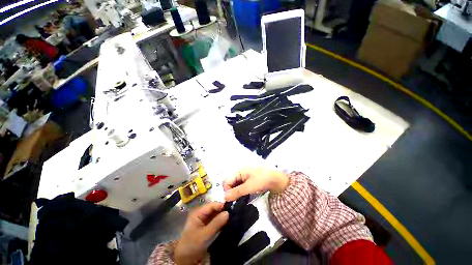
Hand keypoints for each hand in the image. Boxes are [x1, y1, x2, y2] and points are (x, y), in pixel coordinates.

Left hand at [174, 202, 228, 264]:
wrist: (185, 259)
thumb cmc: (192, 244)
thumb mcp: (204, 234)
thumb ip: (216, 223)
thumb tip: (228, 212)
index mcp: (198, 212)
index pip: (211, 205)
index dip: (221, 205)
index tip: (231, 207)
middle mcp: (201, 214)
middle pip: (214, 209)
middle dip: (223, 211)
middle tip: (233, 212)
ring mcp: (204, 220)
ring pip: (216, 215)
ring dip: (223, 216)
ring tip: (233, 217)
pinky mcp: (207, 226)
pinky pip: (216, 221)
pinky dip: (221, 222)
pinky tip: (228, 223)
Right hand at [223, 167, 288, 200]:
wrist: (276, 179)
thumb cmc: (261, 180)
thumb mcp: (249, 187)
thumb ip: (236, 192)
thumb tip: (224, 198)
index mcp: (239, 171)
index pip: (227, 180)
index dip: (227, 190)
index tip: (231, 199)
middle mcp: (240, 173)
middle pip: (230, 182)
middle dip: (231, 191)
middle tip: (236, 200)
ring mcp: (244, 176)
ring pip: (235, 185)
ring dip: (236, 192)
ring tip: (240, 199)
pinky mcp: (248, 180)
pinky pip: (240, 186)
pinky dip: (240, 191)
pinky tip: (244, 196)